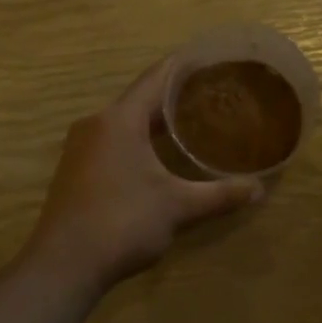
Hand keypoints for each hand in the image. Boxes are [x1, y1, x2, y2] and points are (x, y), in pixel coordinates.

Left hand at [25, 60, 263, 293]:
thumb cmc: (122, 223)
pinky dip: (138, 140)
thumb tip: (258, 190)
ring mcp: (80, 148)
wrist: (63, 266)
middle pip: (141, 99)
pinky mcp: (75, 170)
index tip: (210, 57)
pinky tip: (159, 156)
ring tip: (191, 121)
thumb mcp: (178, 208)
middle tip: (211, 93)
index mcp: (119, 119)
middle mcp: (96, 124)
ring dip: (155, 121)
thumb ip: (219, 195)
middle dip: (175, 96)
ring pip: (125, 122)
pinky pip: (113, 142)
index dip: (184, 65)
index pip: (157, 78)